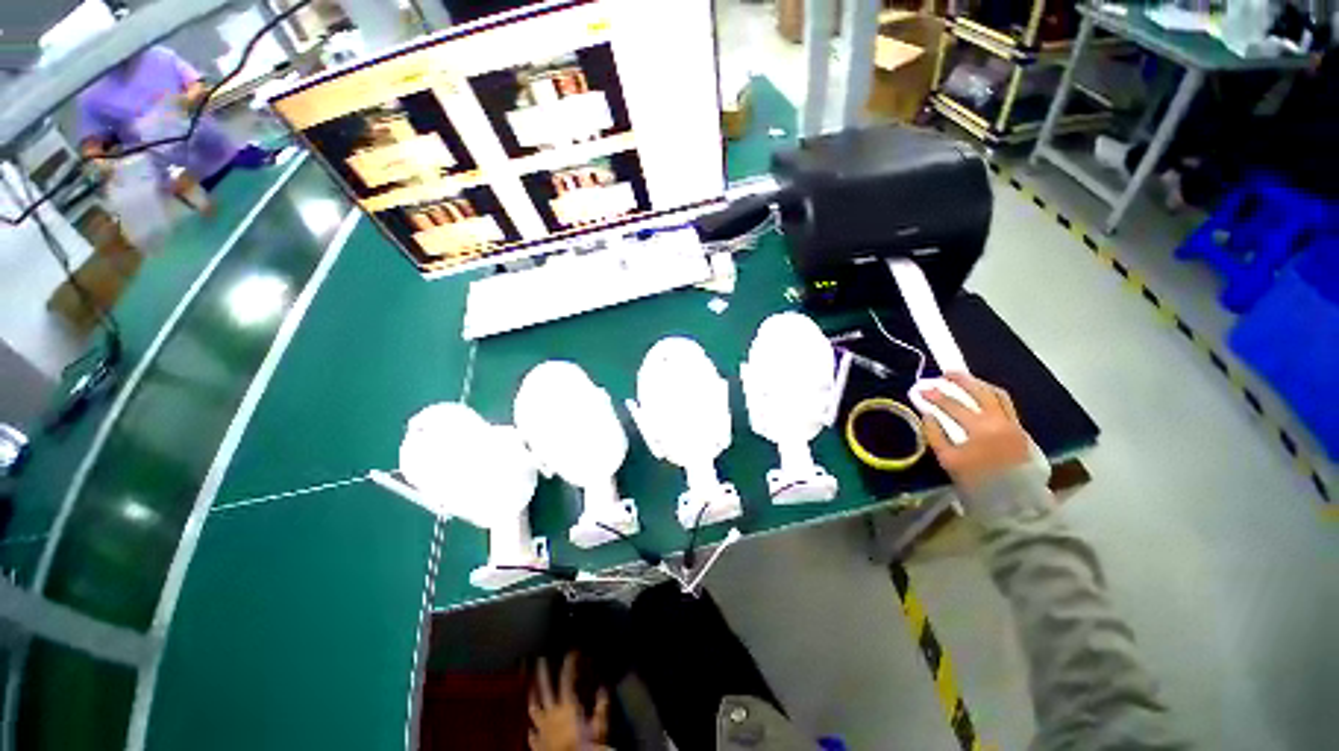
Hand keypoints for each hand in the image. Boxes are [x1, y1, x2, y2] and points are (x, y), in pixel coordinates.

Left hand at [528, 653, 610, 750]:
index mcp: (566, 706)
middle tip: (540, 659)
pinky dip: (531, 731)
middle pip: (545, 688)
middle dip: (543, 673)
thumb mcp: (599, 726)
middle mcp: (552, 714)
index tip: (572, 652)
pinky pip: (532, 736)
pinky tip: (530, 729)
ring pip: (534, 709)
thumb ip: (601, 707)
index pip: (566, 678)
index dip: (569, 663)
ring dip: (533, 698)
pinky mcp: (537, 745)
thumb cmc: (586, 745)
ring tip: (531, 689)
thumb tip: (603, 689)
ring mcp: (542, 729)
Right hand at [920, 373, 1030, 492]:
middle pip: (979, 392)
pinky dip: (993, 396)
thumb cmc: (976, 482)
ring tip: (966, 380)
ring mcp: (1013, 424)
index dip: (935, 395)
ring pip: (998, 395)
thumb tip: (928, 415)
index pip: (953, 405)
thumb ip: (935, 435)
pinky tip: (983, 396)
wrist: (1013, 501)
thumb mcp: (948, 460)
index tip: (921, 389)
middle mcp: (999, 421)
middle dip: (961, 380)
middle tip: (946, 374)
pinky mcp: (1021, 430)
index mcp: (979, 429)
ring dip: (980, 385)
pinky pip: (1006, 405)